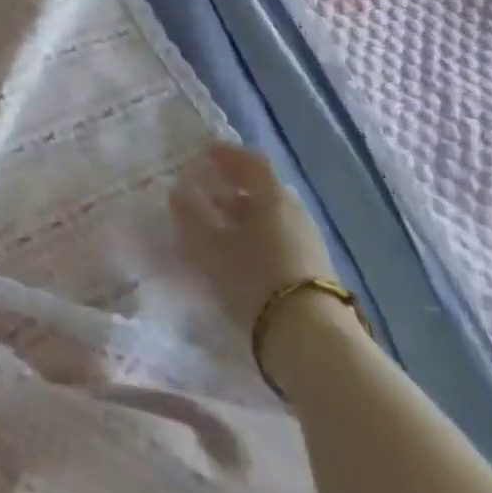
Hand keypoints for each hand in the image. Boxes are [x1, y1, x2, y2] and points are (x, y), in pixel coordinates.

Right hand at [170, 142, 337, 339]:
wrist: (311, 339)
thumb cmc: (254, 277)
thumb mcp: (209, 244)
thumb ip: (189, 213)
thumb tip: (179, 191)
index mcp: (272, 195)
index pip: (250, 160)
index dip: (225, 153)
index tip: (202, 154)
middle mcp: (294, 211)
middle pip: (261, 187)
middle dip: (231, 186)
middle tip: (203, 192)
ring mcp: (307, 240)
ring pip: (269, 214)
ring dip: (242, 214)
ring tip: (215, 226)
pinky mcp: (312, 268)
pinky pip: (277, 236)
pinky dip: (254, 234)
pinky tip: (237, 253)